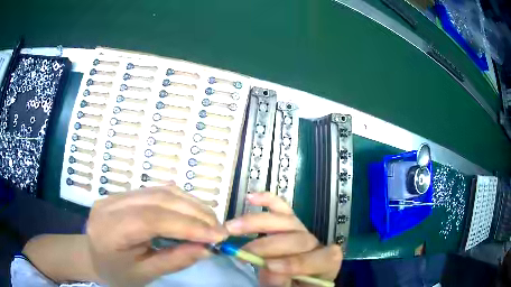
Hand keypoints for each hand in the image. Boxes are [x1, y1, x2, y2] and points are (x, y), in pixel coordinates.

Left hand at [86, 184, 227, 285]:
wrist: (93, 257)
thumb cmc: (117, 273)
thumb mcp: (145, 274)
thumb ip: (174, 260)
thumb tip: (207, 248)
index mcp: (109, 230)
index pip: (151, 219)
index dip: (187, 225)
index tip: (217, 235)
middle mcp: (110, 205)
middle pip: (158, 199)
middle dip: (194, 213)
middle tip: (219, 228)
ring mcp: (116, 195)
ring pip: (160, 190)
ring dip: (190, 204)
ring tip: (210, 221)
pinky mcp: (124, 193)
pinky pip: (156, 191)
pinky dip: (179, 200)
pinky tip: (192, 211)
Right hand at [226, 192, 341, 286]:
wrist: (294, 281)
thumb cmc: (294, 286)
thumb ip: (282, 282)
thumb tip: (268, 267)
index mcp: (326, 263)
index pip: (318, 258)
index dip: (294, 262)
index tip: (268, 267)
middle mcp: (316, 243)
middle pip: (299, 237)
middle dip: (268, 245)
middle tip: (242, 253)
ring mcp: (302, 230)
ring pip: (285, 220)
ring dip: (257, 222)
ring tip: (233, 227)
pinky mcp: (289, 222)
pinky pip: (281, 207)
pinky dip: (266, 200)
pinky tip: (250, 198)